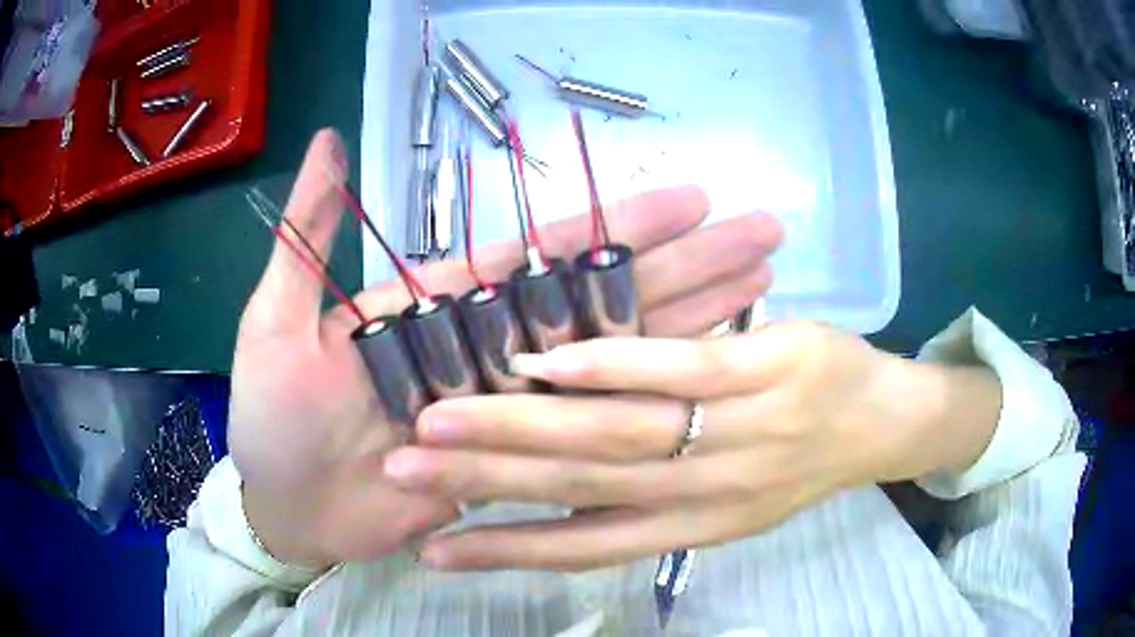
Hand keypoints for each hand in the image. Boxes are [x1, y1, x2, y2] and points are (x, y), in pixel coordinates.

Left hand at [230, 129, 784, 568]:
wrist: (286, 507)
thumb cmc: (273, 419)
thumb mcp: (275, 320)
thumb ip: (307, 236)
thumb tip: (327, 142)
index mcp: (444, 306)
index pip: (549, 255)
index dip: (622, 227)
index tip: (693, 200)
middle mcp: (493, 349)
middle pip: (606, 300)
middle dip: (686, 266)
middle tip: (757, 237)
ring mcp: (511, 408)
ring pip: (616, 361)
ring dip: (691, 325)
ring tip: (759, 293)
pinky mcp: (516, 463)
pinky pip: (588, 432)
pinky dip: (642, 406)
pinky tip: (704, 384)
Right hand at [383, 321, 1001, 570]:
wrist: (885, 423)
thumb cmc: (798, 461)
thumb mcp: (725, 502)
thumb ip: (649, 499)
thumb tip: (561, 499)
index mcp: (690, 526)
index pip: (580, 547)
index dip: (502, 551)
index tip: (430, 549)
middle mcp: (702, 492)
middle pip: (576, 490)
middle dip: (480, 482)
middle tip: (403, 466)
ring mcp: (735, 429)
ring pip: (613, 434)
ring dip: (520, 428)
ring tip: (443, 418)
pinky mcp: (766, 371)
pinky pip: (678, 370)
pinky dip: (609, 366)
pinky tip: (544, 362)